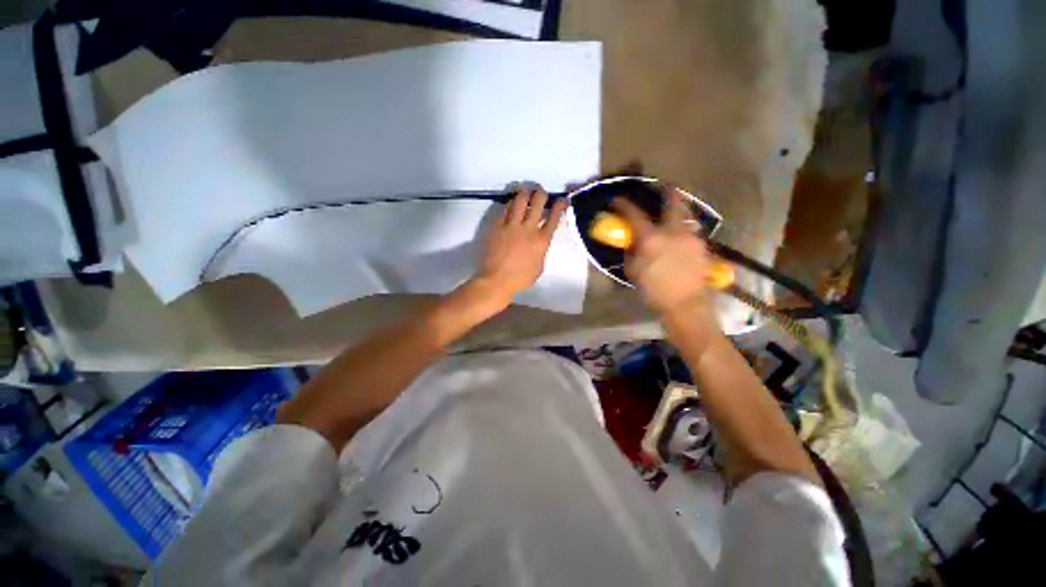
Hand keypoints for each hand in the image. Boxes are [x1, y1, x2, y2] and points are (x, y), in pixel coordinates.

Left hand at [471, 187, 568, 309]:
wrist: (496, 280)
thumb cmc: (520, 279)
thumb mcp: (539, 267)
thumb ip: (541, 251)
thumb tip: (540, 242)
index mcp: (542, 241)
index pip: (554, 217)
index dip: (560, 206)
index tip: (562, 200)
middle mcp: (528, 229)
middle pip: (538, 202)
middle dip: (541, 193)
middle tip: (540, 193)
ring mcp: (511, 226)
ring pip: (520, 200)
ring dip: (525, 193)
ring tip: (525, 193)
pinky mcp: (497, 226)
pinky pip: (504, 209)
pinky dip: (510, 204)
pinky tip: (511, 204)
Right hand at [613, 189, 712, 319]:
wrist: (685, 305)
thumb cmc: (654, 290)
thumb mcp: (634, 271)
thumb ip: (631, 252)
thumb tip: (632, 242)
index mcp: (651, 238)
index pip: (634, 214)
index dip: (624, 205)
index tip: (617, 200)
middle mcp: (673, 231)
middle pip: (673, 203)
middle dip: (668, 191)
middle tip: (666, 187)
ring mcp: (691, 237)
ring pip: (686, 216)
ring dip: (679, 211)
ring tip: (673, 215)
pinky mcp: (702, 246)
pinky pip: (691, 231)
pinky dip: (684, 229)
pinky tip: (680, 237)